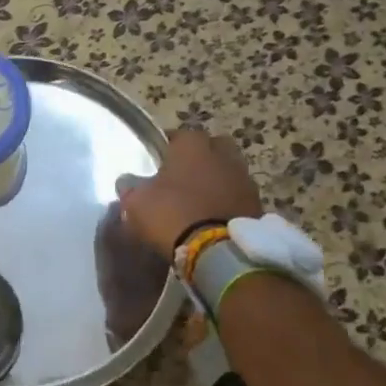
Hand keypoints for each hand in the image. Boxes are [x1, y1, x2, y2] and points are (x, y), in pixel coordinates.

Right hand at [117, 129, 262, 257]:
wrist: (218, 251)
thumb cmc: (172, 214)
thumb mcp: (137, 203)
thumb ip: (130, 188)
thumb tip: (127, 182)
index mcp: (192, 146)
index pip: (181, 134)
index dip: (169, 146)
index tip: (159, 161)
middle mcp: (223, 155)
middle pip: (214, 146)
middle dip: (202, 156)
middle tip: (185, 175)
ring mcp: (244, 179)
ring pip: (229, 170)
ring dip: (218, 180)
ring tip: (201, 199)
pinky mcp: (258, 204)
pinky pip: (239, 196)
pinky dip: (229, 201)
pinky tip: (216, 217)